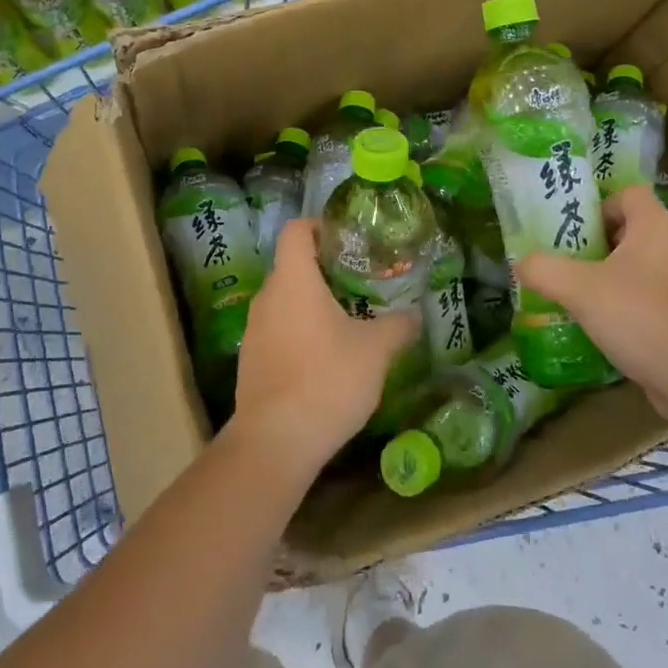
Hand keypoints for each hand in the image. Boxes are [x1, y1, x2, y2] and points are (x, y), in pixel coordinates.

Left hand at [229, 218, 420, 474]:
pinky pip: (278, 329)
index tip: (347, 240)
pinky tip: (326, 357)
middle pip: (292, 265)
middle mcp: (267, 297)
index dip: (320, 225)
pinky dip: (300, 330)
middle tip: (360, 282)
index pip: (296, 230)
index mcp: (293, 281)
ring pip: (285, 300)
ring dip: (313, 303)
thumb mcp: (376, 351)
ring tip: (348, 320)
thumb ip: (398, 326)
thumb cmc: (327, 380)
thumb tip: (415, 314)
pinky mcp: (251, 360)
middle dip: (325, 269)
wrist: (276, 441)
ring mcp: (255, 330)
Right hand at [517, 184, 667, 421]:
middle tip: (557, 261)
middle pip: (625, 232)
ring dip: (600, 279)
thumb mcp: (581, 289)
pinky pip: (640, 301)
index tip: (569, 229)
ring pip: (631, 269)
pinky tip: (592, 327)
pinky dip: (617, 309)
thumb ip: (544, 270)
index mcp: (654, 227)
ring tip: (567, 294)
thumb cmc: (643, 316)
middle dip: (590, 245)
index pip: (627, 193)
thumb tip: (520, 262)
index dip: (598, 204)